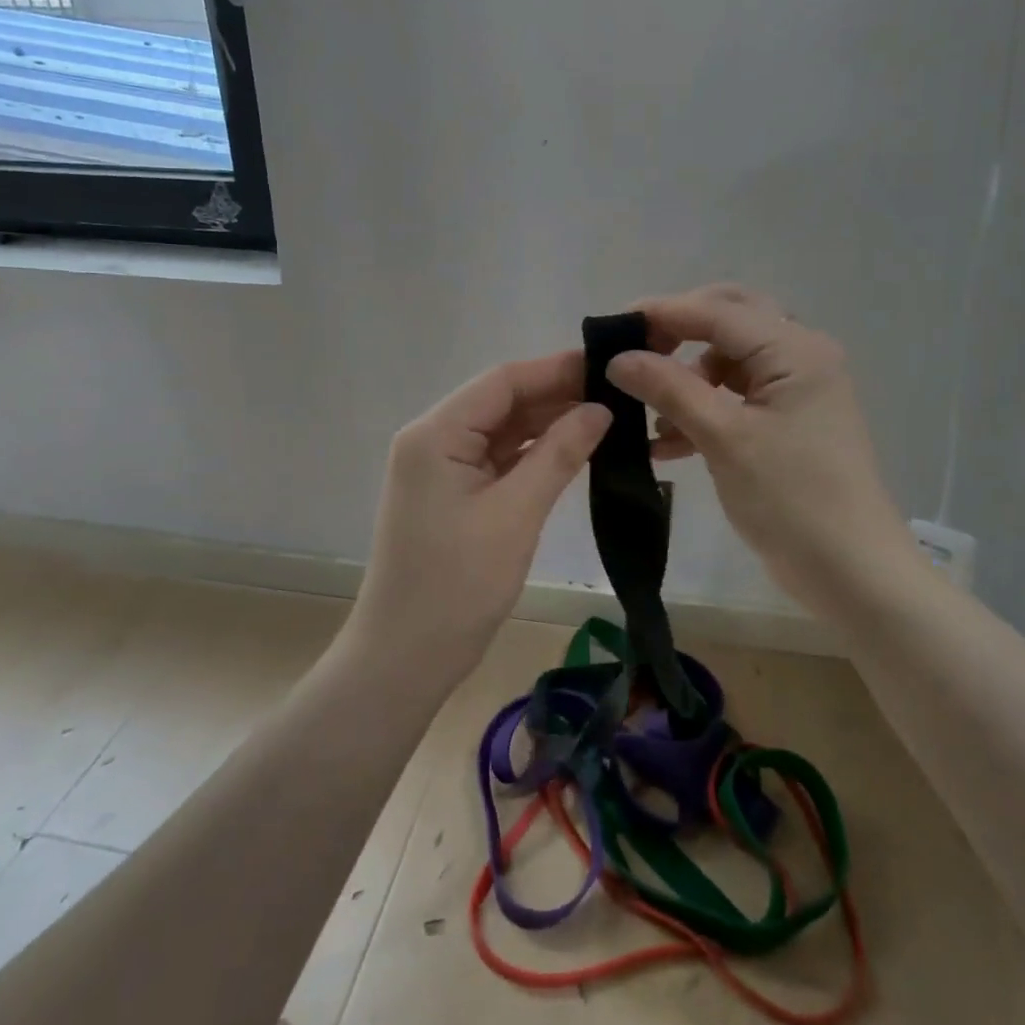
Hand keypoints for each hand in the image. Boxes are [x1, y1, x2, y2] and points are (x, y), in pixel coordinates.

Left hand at [348, 352, 611, 682]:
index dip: (556, 369)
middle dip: (557, 396)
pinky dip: (534, 455)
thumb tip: (600, 409)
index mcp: (436, 434)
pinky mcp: (453, 495)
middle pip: (502, 402)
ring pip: (502, 431)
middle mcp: (433, 440)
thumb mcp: (515, 514)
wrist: (405, 659)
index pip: (503, 381)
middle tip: (620, 394)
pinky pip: (498, 461)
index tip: (610, 365)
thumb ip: (558, 454)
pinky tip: (574, 451)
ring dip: (548, 425)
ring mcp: (441, 469)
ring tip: (608, 418)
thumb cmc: (457, 585)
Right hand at [605, 285, 913, 608]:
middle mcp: (801, 356)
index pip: (717, 310)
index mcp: (794, 349)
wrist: (851, 571)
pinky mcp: (790, 422)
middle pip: (728, 321)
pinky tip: (668, 444)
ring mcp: (798, 390)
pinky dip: (703, 410)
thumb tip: (618, 358)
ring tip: (650, 416)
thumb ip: (669, 388)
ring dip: (687, 379)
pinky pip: (737, 398)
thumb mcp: (723, 438)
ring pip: (729, 361)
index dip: (661, 313)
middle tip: (634, 355)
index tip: (610, 329)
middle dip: (677, 335)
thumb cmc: (791, 498)